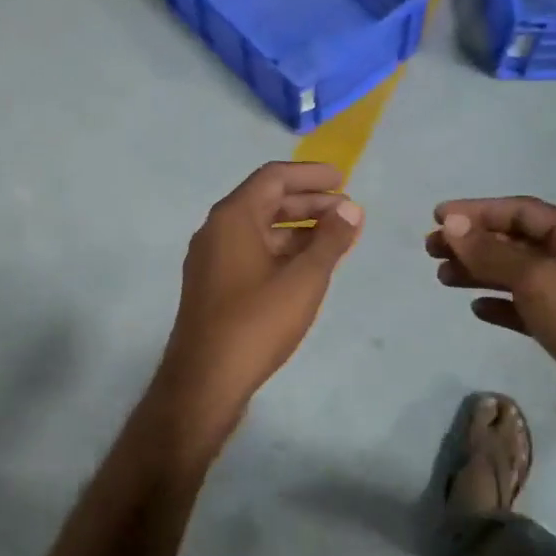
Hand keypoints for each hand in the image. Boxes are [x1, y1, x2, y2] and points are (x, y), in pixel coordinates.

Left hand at [158, 163, 363, 436]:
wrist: (204, 380)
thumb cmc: (256, 322)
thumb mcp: (303, 279)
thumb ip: (331, 240)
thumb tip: (351, 207)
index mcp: (233, 217)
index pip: (273, 177)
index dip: (310, 175)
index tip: (343, 179)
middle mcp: (216, 230)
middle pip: (266, 201)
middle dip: (309, 203)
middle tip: (348, 211)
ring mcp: (211, 258)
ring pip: (260, 229)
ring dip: (298, 229)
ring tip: (337, 238)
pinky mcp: (213, 284)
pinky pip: (252, 252)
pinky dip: (282, 250)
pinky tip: (308, 266)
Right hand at [426, 196, 555, 454]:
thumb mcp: (536, 279)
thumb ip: (491, 251)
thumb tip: (451, 224)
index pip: (521, 211)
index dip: (478, 211)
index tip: (438, 217)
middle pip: (515, 241)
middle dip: (473, 242)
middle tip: (431, 249)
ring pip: (515, 274)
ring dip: (479, 272)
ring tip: (443, 277)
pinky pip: (523, 307)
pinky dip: (498, 303)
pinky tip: (476, 309)